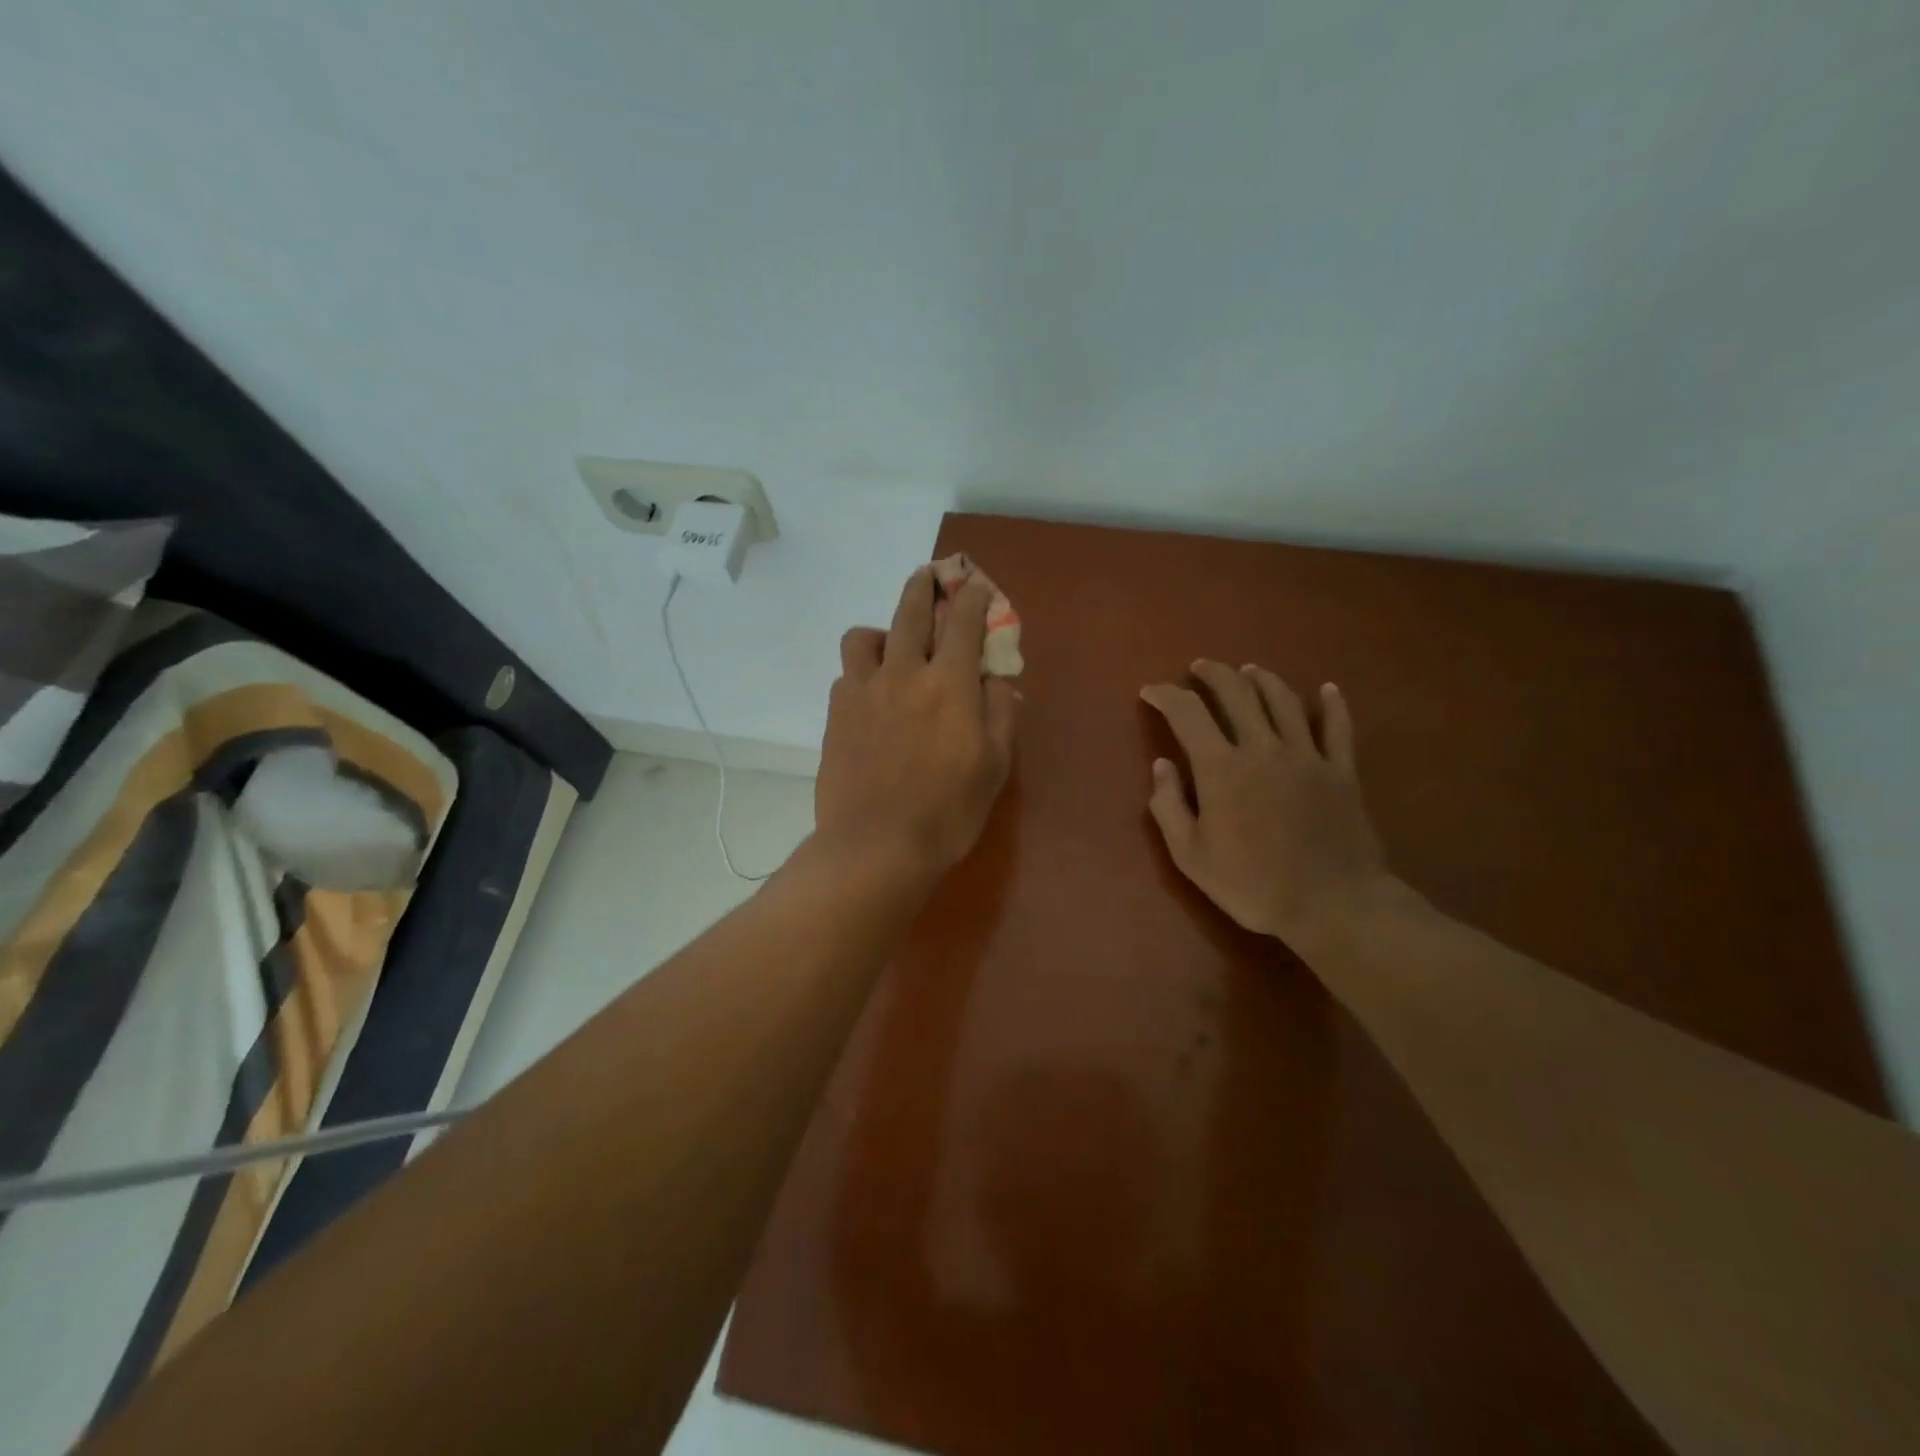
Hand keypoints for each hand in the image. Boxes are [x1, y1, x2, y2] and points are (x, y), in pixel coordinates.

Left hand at [817, 566, 1019, 882]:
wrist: (875, 847)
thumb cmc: (947, 812)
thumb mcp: (994, 766)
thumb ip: (999, 713)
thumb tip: (997, 680)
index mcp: (949, 684)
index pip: (964, 622)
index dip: (974, 598)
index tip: (977, 589)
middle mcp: (903, 673)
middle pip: (910, 612)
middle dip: (924, 587)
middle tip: (930, 576)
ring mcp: (863, 691)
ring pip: (865, 636)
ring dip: (884, 629)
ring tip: (893, 646)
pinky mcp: (836, 713)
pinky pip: (847, 673)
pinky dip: (863, 670)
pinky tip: (872, 692)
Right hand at [1141, 662, 1392, 952]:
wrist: (1332, 905)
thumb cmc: (1252, 884)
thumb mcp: (1190, 856)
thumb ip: (1168, 806)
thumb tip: (1162, 765)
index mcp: (1221, 768)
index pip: (1187, 714)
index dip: (1165, 696)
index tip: (1150, 692)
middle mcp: (1263, 748)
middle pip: (1237, 693)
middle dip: (1213, 674)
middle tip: (1199, 668)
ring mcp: (1307, 755)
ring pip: (1283, 700)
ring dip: (1261, 679)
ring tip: (1247, 671)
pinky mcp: (1341, 770)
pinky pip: (1338, 727)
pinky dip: (1331, 704)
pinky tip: (1326, 689)